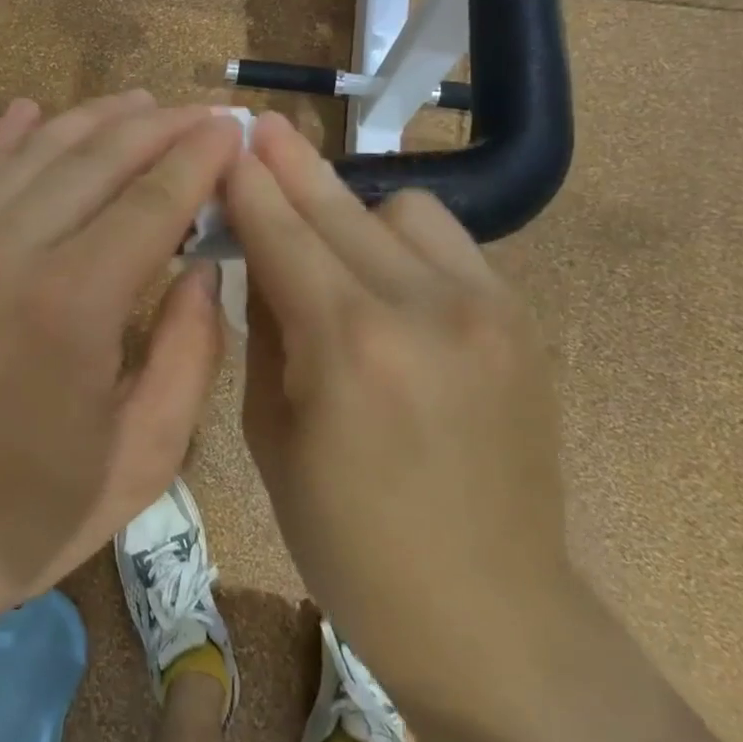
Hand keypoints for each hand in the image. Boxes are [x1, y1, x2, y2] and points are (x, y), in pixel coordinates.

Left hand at [0, 91, 244, 637]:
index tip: (233, 130)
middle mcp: (11, 252)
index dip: (199, 157)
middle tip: (202, 113)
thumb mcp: (143, 456)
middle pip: (97, 158)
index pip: (152, 199)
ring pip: (36, 152)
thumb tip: (205, 267)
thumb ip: (189, 352)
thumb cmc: (32, 514)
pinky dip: (7, 136)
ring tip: (139, 102)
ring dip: (93, 119)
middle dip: (159, 126)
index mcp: (73, 303)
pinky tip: (32, 110)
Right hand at [225, 113, 576, 714]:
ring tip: (330, 244)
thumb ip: (265, 332)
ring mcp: (485, 309)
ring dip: (354, 213)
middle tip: (258, 126)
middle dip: (290, 164)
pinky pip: (448, 245)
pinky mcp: (519, 321)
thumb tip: (260, 261)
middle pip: (340, 207)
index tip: (223, 140)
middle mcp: (422, 309)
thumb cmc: (351, 544)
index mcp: (347, 348)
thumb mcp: (271, 439)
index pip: (281, 235)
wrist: (492, 615)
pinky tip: (387, 279)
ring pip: (403, 210)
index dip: (247, 184)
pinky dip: (403, 244)